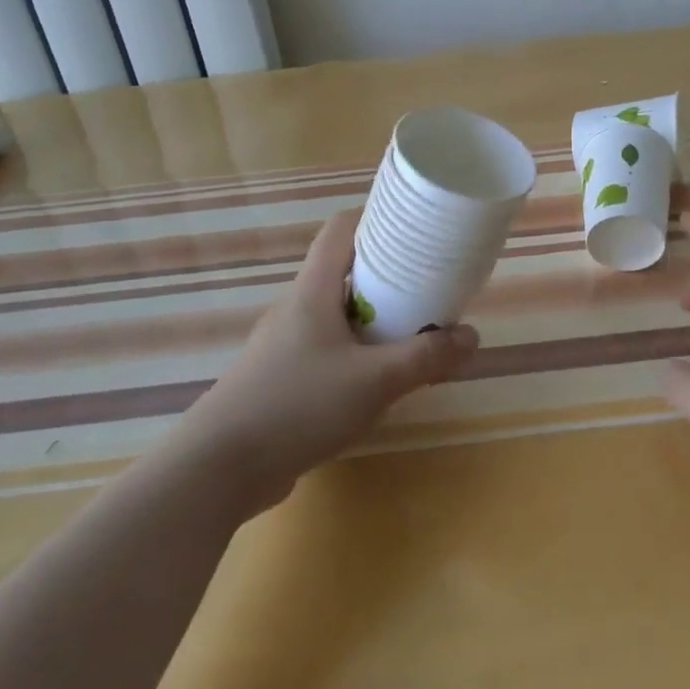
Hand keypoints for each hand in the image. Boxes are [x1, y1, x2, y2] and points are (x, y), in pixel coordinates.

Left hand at [184, 209, 477, 512]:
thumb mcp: (374, 381)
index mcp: (313, 291)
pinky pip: (326, 349)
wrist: (217, 470)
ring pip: (336, 313)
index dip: (376, 218)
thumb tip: (472, 337)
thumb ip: (426, 358)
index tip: (414, 227)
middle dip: (387, 274)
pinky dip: (355, 351)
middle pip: (344, 271)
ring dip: (373, 317)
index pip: (341, 229)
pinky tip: (375, 381)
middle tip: (427, 285)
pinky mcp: (279, 379)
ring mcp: (283, 345)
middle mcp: (296, 308)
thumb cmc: (297, 405)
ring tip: (411, 332)